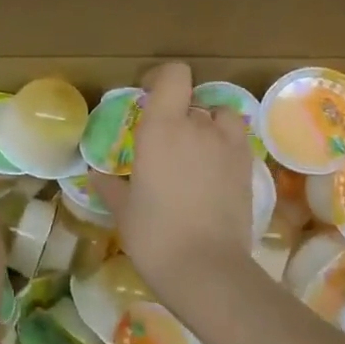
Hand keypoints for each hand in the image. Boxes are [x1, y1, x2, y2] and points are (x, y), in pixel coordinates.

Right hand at [93, 62, 252, 291]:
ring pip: (220, 118)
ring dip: (208, 126)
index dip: (162, 78)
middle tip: (166, 142)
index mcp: (162, 128)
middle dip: (180, 114)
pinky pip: (236, 141)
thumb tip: (96, 175)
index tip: (148, 95)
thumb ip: (110, 186)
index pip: (174, 75)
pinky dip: (225, 147)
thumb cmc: (154, 235)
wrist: (206, 268)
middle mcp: (198, 127)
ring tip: (195, 152)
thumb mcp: (124, 210)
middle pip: (193, 100)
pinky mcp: (248, 167)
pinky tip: (212, 173)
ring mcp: (228, 146)